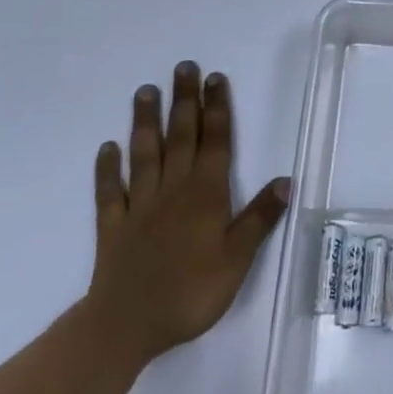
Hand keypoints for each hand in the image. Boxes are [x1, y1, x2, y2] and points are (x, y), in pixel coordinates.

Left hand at [86, 63, 289, 369]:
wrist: (126, 326)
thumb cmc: (190, 292)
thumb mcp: (237, 259)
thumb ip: (259, 218)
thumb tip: (286, 180)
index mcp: (206, 194)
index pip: (215, 142)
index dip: (217, 108)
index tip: (215, 78)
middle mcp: (173, 189)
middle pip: (180, 136)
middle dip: (184, 100)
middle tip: (183, 67)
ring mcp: (140, 206)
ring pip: (144, 154)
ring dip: (145, 122)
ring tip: (145, 91)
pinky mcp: (113, 226)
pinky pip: (109, 191)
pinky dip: (107, 168)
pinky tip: (106, 148)